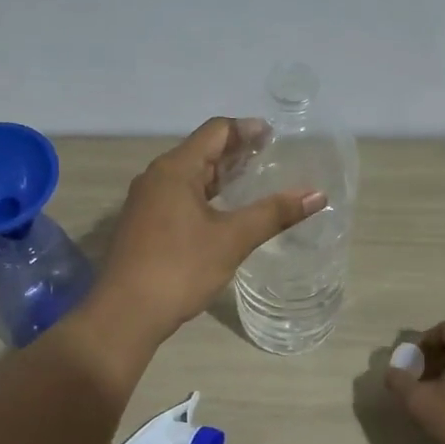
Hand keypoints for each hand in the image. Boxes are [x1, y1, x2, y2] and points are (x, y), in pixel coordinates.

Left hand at [93, 118, 326, 343]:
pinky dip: (204, 197)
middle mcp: (155, 178)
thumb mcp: (232, 240)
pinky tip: (223, 214)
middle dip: (234, 152)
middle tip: (269, 158)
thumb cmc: (180, 268)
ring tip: (252, 183)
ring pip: (188, 177)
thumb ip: (274, 214)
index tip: (274, 136)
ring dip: (219, 176)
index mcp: (174, 170)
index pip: (214, 132)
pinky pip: (178, 198)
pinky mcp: (143, 226)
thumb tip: (318, 195)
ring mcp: (145, 203)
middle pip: (200, 152)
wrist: (126, 313)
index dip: (246, 130)